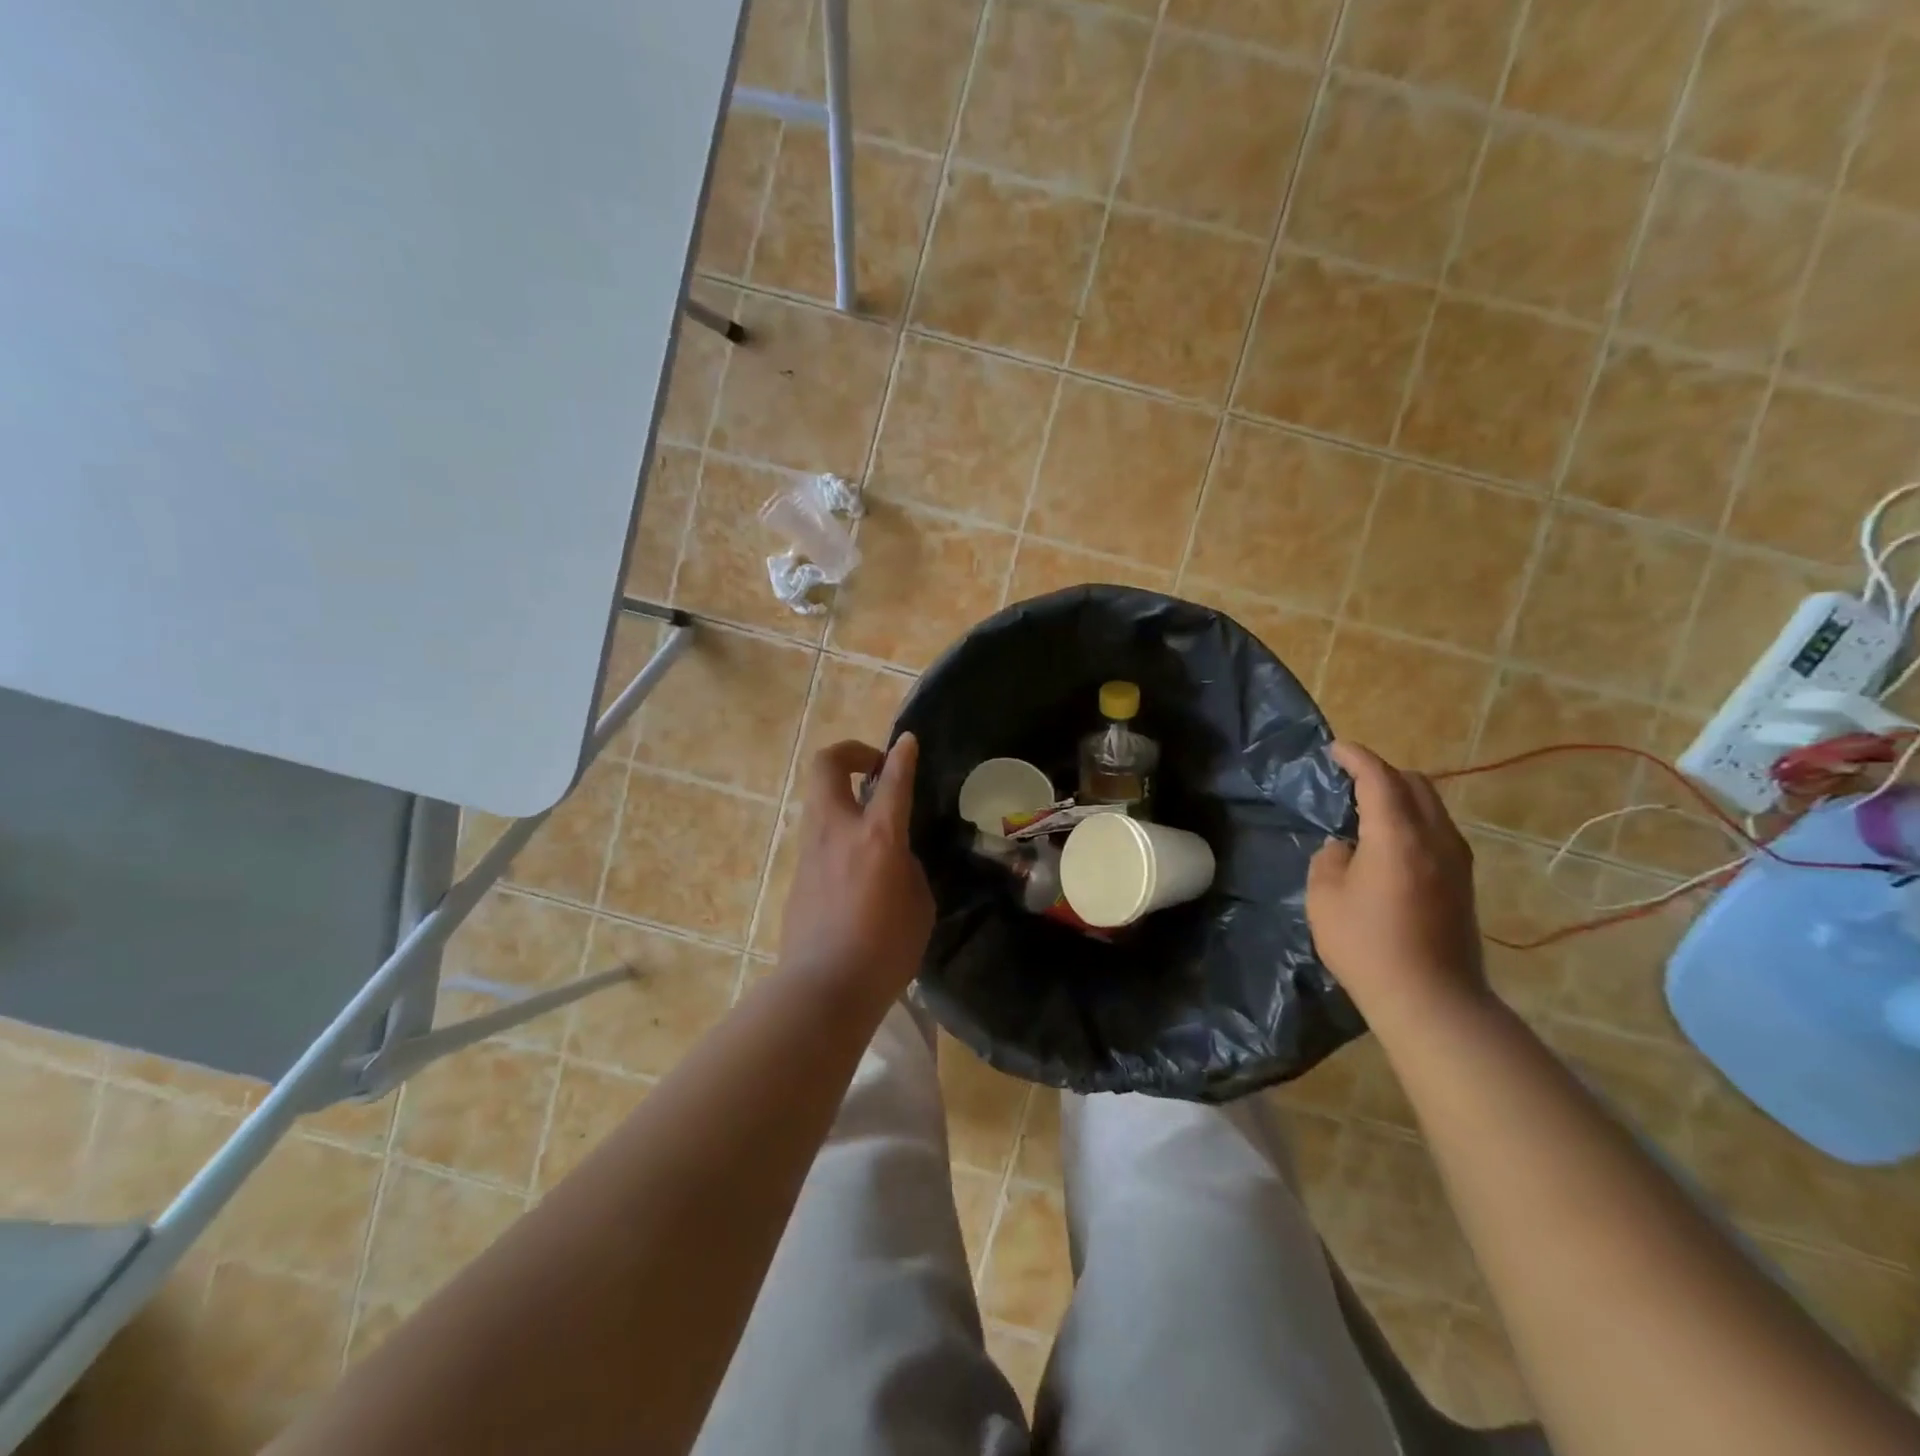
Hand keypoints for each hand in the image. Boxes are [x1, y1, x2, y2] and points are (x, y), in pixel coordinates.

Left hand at [777, 735, 934, 1005]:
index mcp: (877, 837)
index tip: (907, 741)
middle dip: (850, 753)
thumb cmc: (885, 950)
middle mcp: (838, 831)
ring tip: (869, 817)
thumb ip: (906, 867)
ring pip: (819, 798)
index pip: (892, 781)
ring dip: (843, 794)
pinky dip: (837, 830)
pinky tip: (856, 865)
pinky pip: (818, 835)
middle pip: (827, 766)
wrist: (824, 988)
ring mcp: (810, 850)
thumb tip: (892, 855)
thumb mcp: (918, 904)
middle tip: (874, 769)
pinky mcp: (797, 874)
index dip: (902, 755)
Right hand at [1306, 741, 1487, 1023]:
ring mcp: (1456, 860)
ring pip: (1432, 806)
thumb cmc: (1367, 945)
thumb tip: (1345, 848)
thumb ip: (1330, 859)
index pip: (1378, 778)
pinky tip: (1390, 842)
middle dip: (1382, 772)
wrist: (1432, 999)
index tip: (1336, 749)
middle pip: (1414, 783)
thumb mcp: (1324, 898)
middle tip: (1349, 779)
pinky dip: (1413, 818)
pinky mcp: (1463, 881)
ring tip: (1368, 809)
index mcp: (1397, 835)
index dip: (1356, 757)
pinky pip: (1438, 829)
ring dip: (1401, 796)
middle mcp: (1435, 837)